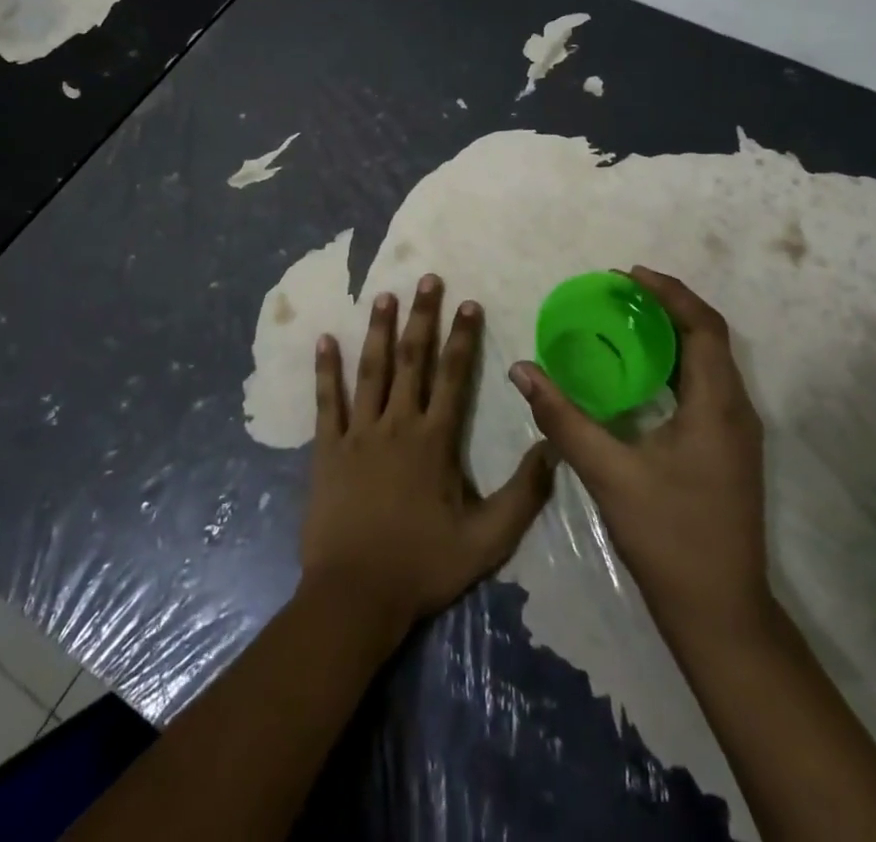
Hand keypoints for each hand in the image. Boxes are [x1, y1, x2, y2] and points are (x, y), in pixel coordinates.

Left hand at [301, 276, 554, 635]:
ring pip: (370, 370)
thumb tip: (551, 447)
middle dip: (422, 317)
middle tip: (427, 279)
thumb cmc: (422, 566)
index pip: (453, 376)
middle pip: (412, 360)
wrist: (355, 596)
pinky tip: (324, 340)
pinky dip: (326, 370)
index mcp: (434, 441)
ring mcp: (358, 433)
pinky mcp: (327, 449)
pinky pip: (326, 402)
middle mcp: (397, 424)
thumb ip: (523, 494)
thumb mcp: (487, 541)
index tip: (468, 302)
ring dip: (378, 330)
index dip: (462, 337)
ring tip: (384, 295)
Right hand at [509, 266, 772, 654]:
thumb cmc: (669, 538)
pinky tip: (636, 374)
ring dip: (670, 334)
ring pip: (707, 361)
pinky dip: (672, 364)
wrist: (721, 613)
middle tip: (618, 292)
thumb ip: (563, 418)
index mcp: (718, 406)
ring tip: (623, 320)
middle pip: (707, 337)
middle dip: (666, 306)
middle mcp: (736, 409)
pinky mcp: (727, 449)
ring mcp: (736, 431)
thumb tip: (522, 370)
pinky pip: (703, 385)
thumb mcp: (609, 473)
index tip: (627, 275)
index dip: (669, 293)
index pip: (703, 327)